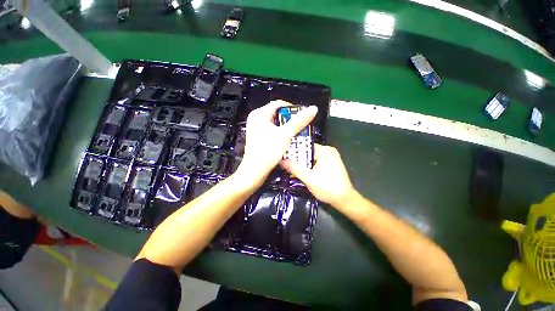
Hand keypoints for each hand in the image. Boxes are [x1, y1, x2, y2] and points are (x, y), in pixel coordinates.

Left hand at [236, 100, 317, 187]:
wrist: (255, 171)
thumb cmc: (267, 151)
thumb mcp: (285, 135)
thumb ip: (299, 121)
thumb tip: (312, 109)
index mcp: (259, 114)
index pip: (279, 104)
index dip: (292, 108)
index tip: (302, 116)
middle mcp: (256, 119)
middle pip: (277, 114)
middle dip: (290, 120)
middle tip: (301, 126)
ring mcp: (256, 129)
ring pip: (276, 123)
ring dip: (286, 128)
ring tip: (296, 133)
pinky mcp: (259, 137)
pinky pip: (272, 131)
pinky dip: (281, 133)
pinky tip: (287, 140)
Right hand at [281, 144, 354, 208]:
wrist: (345, 200)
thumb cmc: (328, 189)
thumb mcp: (310, 179)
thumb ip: (295, 169)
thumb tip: (281, 161)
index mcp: (325, 151)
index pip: (305, 146)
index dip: (293, 151)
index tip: (282, 155)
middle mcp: (328, 151)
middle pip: (307, 152)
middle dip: (296, 159)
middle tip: (284, 163)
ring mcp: (329, 157)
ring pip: (310, 158)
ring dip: (301, 164)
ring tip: (289, 168)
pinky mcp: (329, 164)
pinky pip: (314, 162)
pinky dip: (307, 166)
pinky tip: (299, 171)